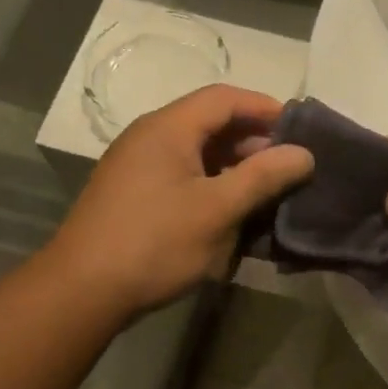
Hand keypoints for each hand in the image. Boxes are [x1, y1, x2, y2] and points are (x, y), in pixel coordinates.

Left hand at [49, 84, 313, 316]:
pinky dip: (212, 189)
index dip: (265, 108)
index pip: (225, 98)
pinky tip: (232, 217)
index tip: (300, 131)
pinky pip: (183, 179)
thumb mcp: (218, 210)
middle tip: (289, 169)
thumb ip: (263, 177)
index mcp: (168, 128)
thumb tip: (304, 153)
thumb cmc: (155, 243)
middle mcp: (149, 138)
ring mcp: (138, 168)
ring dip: (234, 170)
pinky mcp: (134, 197)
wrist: (83, 290)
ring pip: (197, 156)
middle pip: (210, 125)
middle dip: (253, 144)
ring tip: (267, 195)